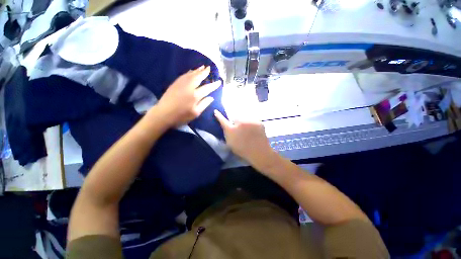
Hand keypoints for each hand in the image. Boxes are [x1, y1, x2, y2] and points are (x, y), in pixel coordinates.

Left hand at [154, 66, 220, 126]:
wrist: (163, 114)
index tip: (219, 81)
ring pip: (191, 74)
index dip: (214, 85)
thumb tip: (211, 97)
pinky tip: (192, 71)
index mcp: (195, 96)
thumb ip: (204, 104)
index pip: (207, 88)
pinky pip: (184, 75)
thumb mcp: (195, 113)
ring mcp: (181, 84)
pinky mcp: (175, 83)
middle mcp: (189, 87)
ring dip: (197, 70)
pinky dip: (189, 72)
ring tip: (202, 67)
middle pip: (198, 77)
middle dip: (204, 72)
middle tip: (209, 68)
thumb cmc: (181, 116)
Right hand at [214, 110, 276, 168]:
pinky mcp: (258, 121)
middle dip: (237, 121)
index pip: (222, 120)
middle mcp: (239, 123)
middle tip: (241, 128)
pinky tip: (255, 131)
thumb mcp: (231, 144)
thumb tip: (227, 128)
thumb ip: (228, 134)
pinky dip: (253, 124)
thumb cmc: (243, 151)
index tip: (215, 111)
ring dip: (245, 122)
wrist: (259, 152)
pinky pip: (253, 120)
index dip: (219, 116)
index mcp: (231, 130)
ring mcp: (249, 121)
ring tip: (249, 130)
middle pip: (236, 117)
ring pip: (245, 117)